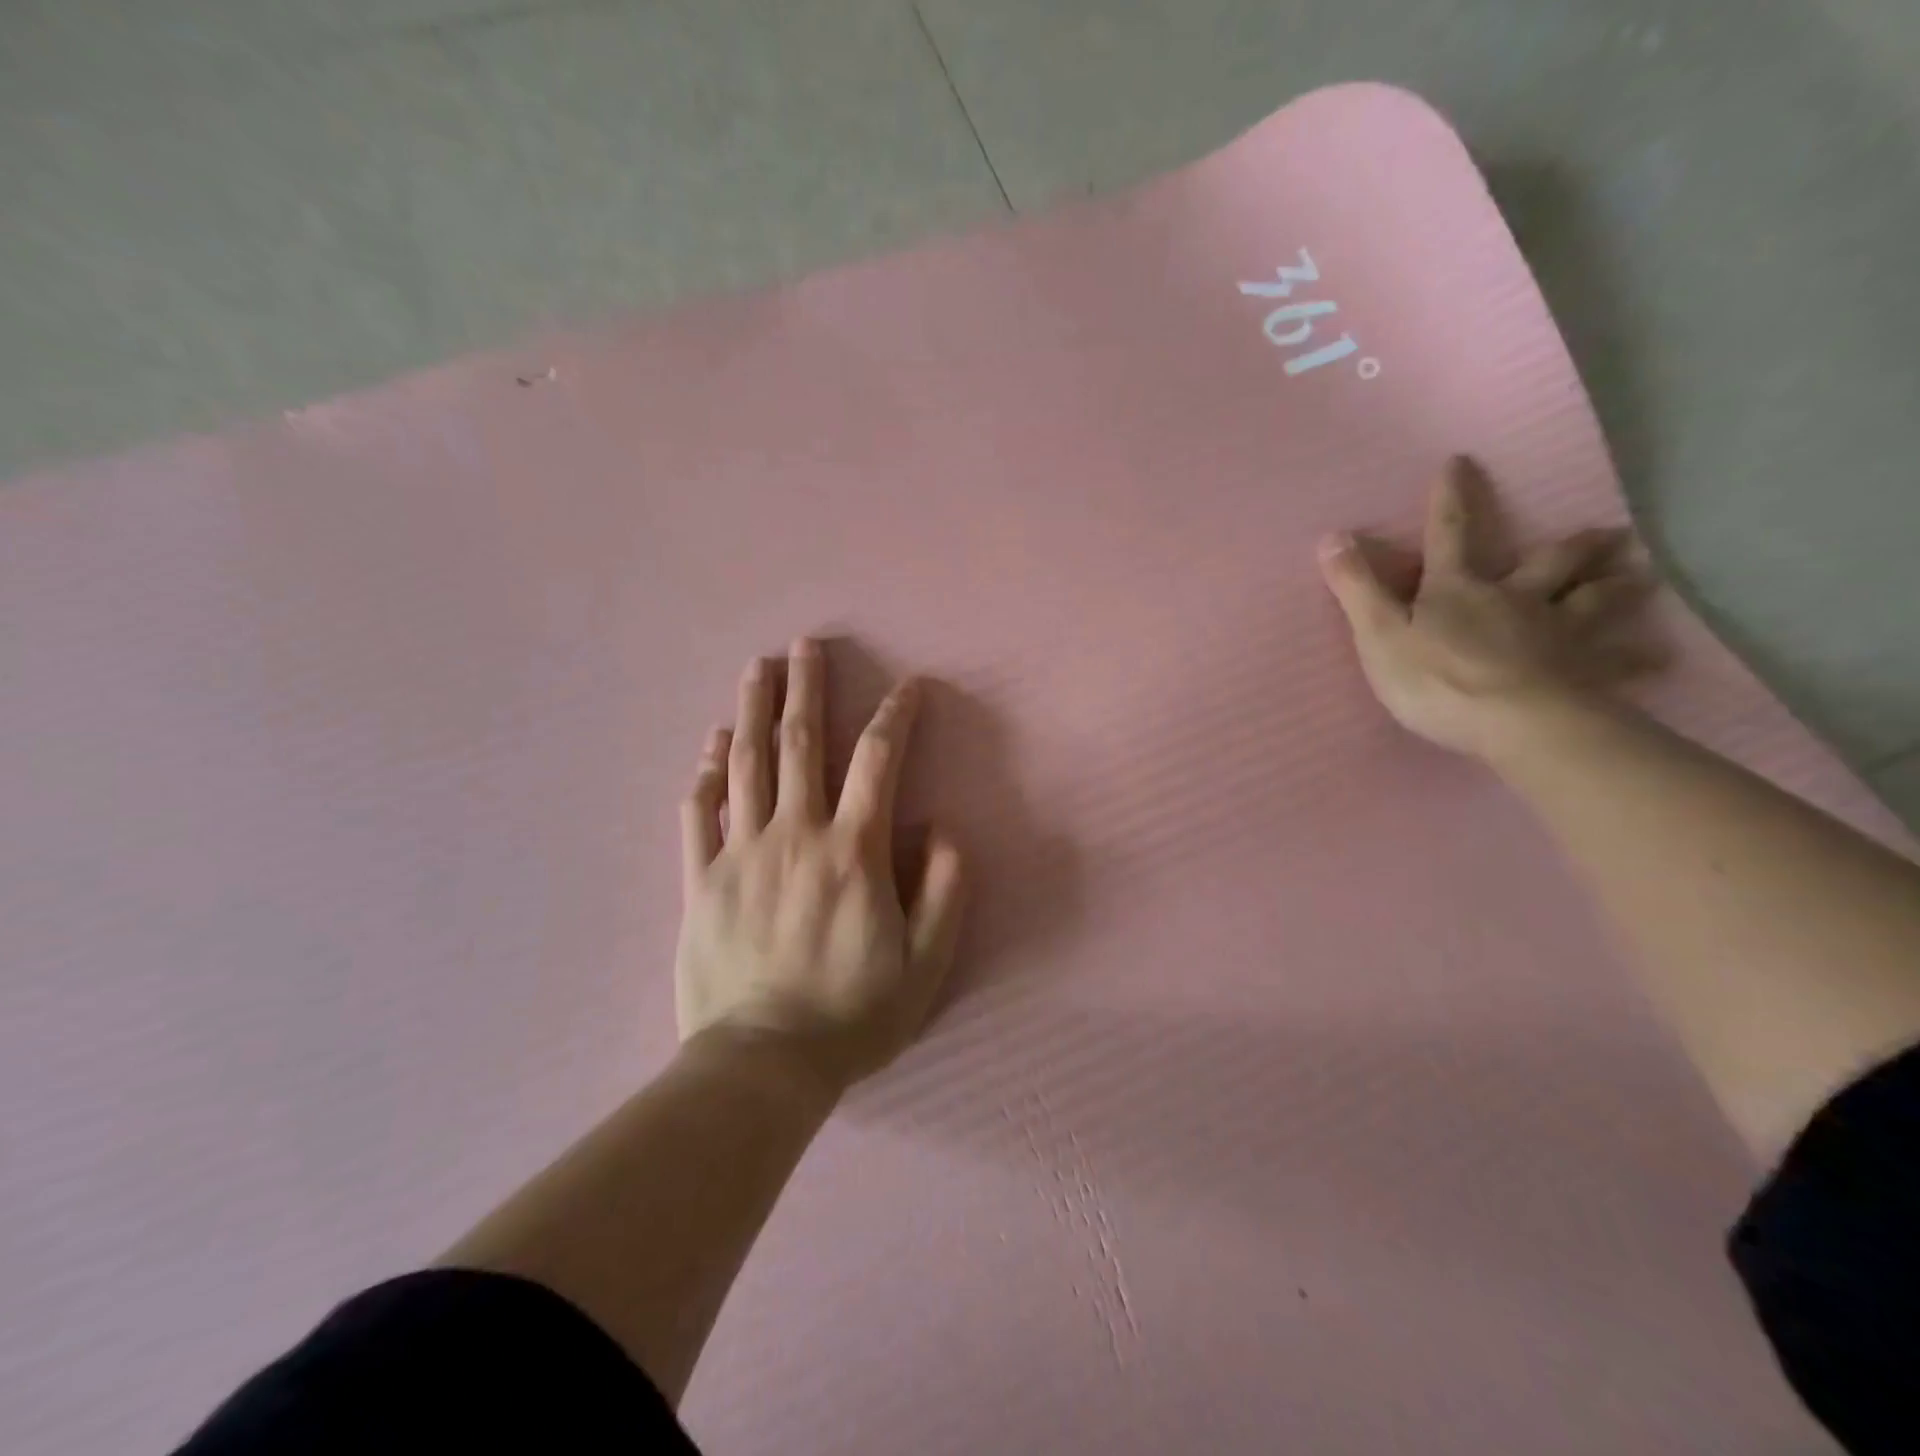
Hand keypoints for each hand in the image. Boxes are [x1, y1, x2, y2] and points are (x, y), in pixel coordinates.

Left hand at [675, 639, 965, 1093]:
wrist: (762, 1065)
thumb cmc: (853, 1014)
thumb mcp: (926, 961)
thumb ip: (944, 888)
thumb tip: (941, 827)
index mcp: (852, 852)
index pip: (877, 762)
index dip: (896, 716)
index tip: (909, 686)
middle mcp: (795, 836)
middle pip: (801, 744)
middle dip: (807, 688)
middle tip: (805, 644)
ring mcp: (740, 854)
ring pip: (747, 765)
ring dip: (754, 710)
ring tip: (758, 668)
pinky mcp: (701, 881)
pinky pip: (698, 814)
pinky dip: (706, 774)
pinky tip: (712, 745)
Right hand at [1317, 457, 1662, 760]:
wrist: (1511, 722)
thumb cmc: (1435, 679)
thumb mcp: (1378, 633)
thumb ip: (1356, 587)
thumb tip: (1331, 536)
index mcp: (1458, 590)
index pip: (1450, 534)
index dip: (1451, 499)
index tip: (1461, 461)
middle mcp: (1515, 600)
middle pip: (1547, 565)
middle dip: (1572, 547)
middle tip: (1606, 533)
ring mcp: (1556, 634)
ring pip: (1593, 603)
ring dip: (1616, 588)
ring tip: (1641, 579)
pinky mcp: (1583, 673)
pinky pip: (1617, 663)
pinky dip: (1638, 659)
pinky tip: (1660, 657)